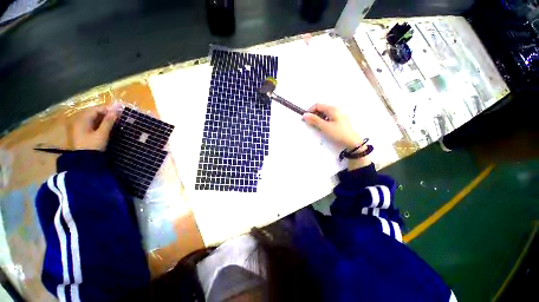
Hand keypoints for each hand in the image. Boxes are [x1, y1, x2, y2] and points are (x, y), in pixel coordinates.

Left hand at [72, 106, 116, 150]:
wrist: (85, 161)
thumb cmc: (93, 146)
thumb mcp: (102, 134)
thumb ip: (108, 122)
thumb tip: (115, 111)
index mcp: (82, 120)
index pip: (95, 109)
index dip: (106, 109)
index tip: (118, 110)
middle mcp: (79, 121)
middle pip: (92, 113)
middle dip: (105, 113)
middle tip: (117, 115)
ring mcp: (79, 127)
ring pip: (92, 118)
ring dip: (102, 117)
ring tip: (114, 119)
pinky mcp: (82, 133)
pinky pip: (91, 123)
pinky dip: (99, 122)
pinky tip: (106, 125)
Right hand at [302, 104, 363, 149]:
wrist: (352, 141)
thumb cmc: (338, 133)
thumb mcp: (324, 127)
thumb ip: (314, 120)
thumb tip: (305, 115)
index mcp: (332, 109)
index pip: (317, 105)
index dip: (310, 111)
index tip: (305, 118)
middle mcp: (336, 110)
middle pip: (321, 109)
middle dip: (314, 115)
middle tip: (310, 123)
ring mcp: (338, 115)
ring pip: (324, 114)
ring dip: (318, 118)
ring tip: (317, 127)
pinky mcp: (339, 120)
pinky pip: (328, 117)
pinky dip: (323, 121)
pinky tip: (324, 127)